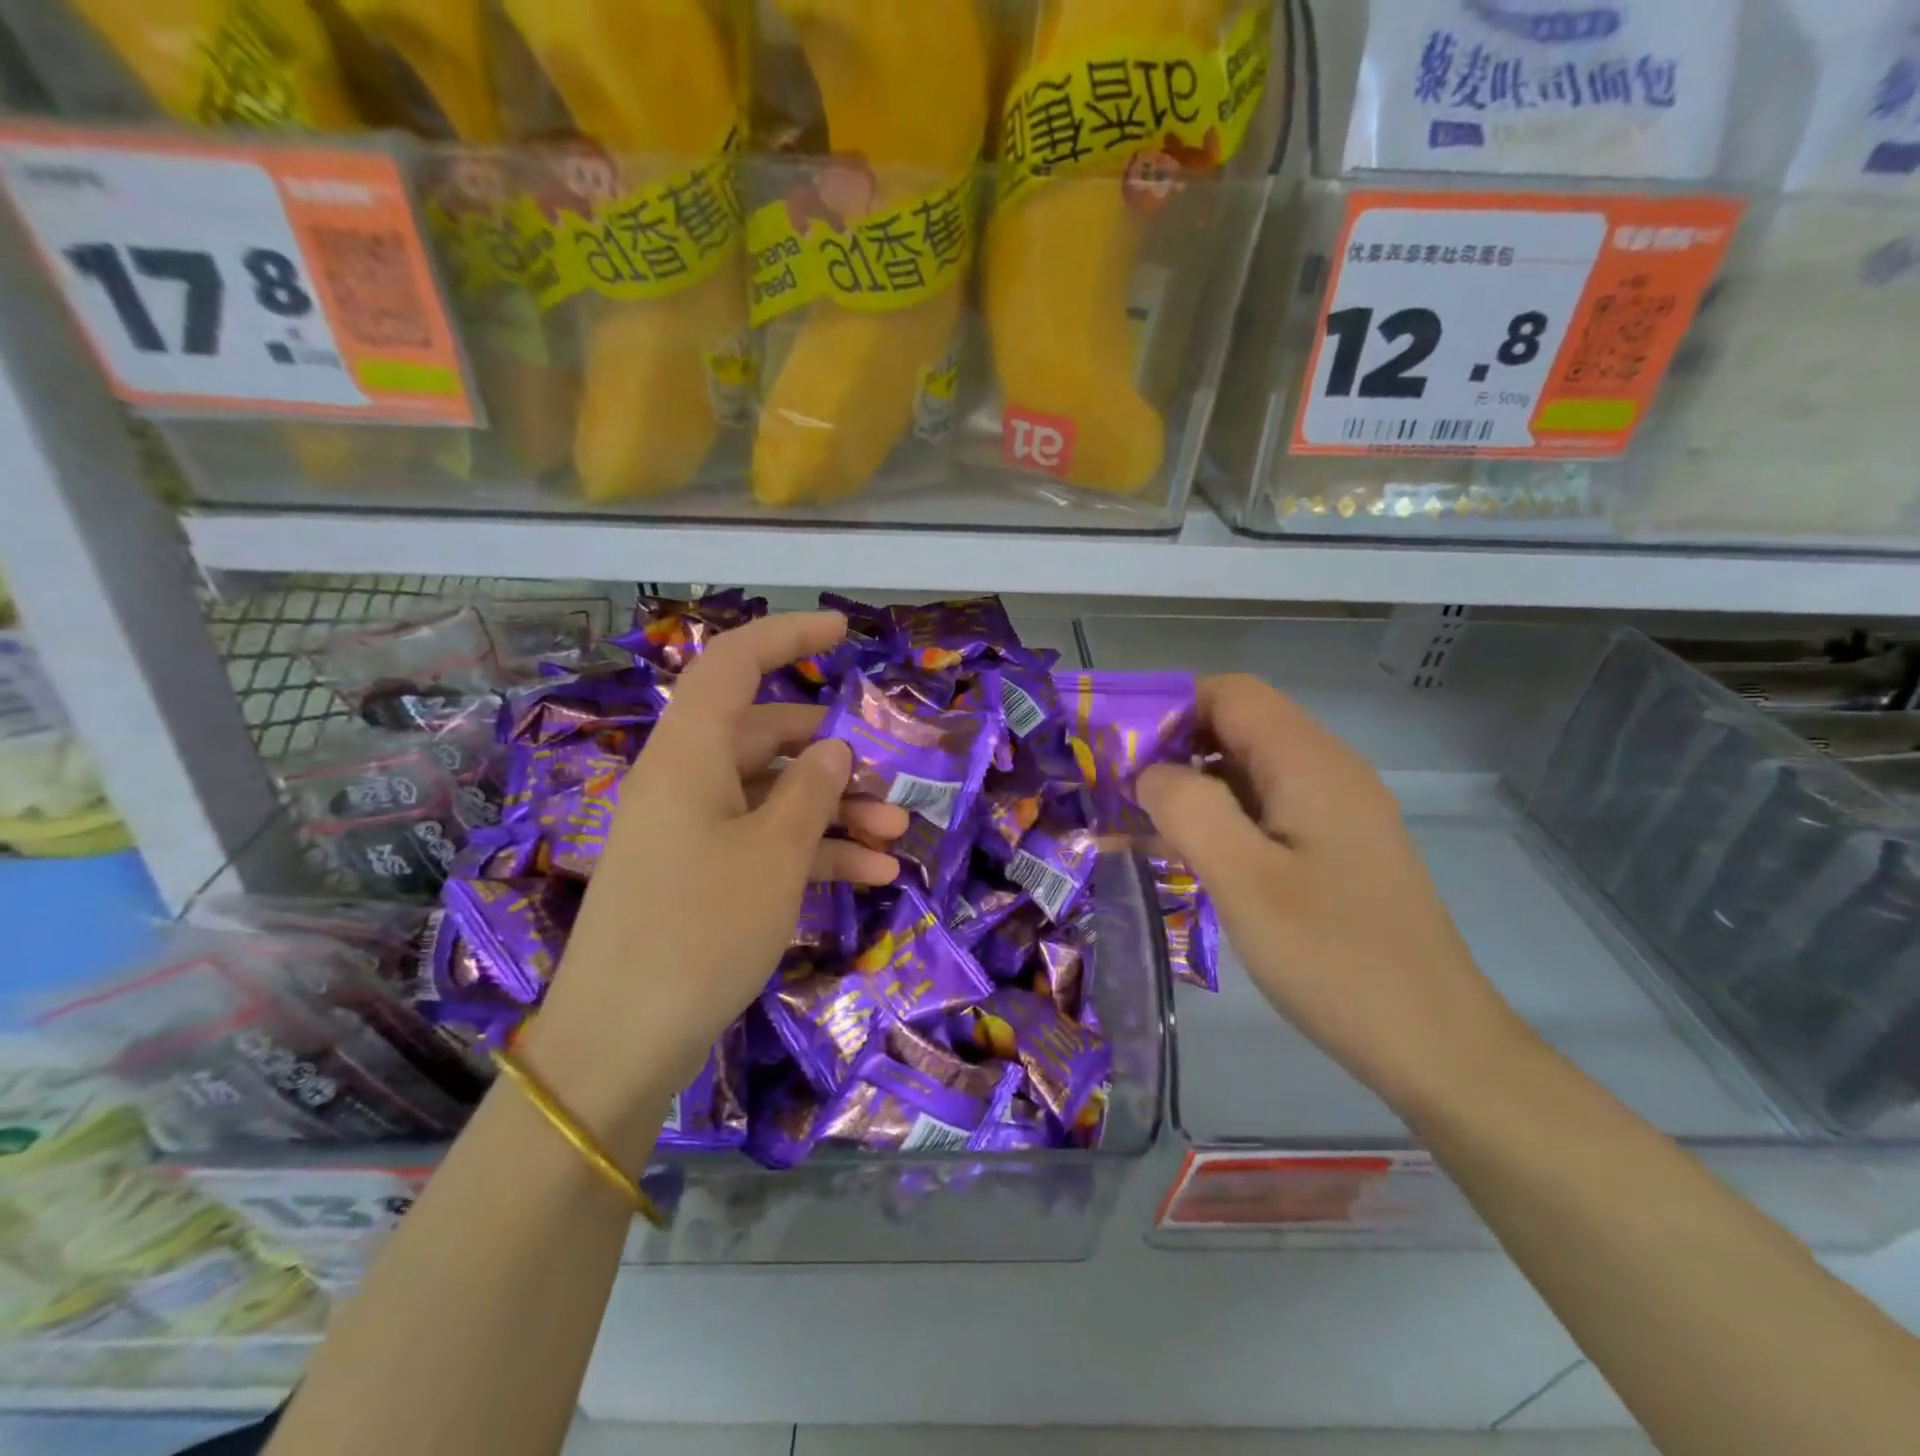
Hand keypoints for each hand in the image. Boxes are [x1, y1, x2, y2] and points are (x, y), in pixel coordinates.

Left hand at [521, 612, 904, 1163]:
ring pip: (775, 796)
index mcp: (690, 754)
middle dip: (837, 758)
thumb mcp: (775, 854)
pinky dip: (816, 853)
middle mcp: (687, 780)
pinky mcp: (701, 875)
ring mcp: (693, 830)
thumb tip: (834, 748)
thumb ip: (812, 790)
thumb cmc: (701, 929)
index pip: (735, 665)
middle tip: (894, 783)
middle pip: (769, 739)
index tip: (844, 632)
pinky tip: (873, 876)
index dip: (788, 636)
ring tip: (898, 837)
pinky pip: (765, 843)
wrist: (622, 1041)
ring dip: (837, 811)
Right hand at [1138, 675, 1528, 1112]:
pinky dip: (1221, 820)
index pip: (1230, 693)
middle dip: (1171, 749)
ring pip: (1249, 771)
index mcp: (1310, 763)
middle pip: (1238, 727)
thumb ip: (1189, 809)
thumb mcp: (1245, 880)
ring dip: (1192, 789)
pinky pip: (1267, 811)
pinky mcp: (1337, 850)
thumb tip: (1150, 773)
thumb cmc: (1333, 958)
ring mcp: (1337, 812)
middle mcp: (1329, 772)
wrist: (1435, 1045)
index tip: (1118, 751)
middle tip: (1116, 794)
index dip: (1168, 707)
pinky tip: (1189, 858)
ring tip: (1138, 828)